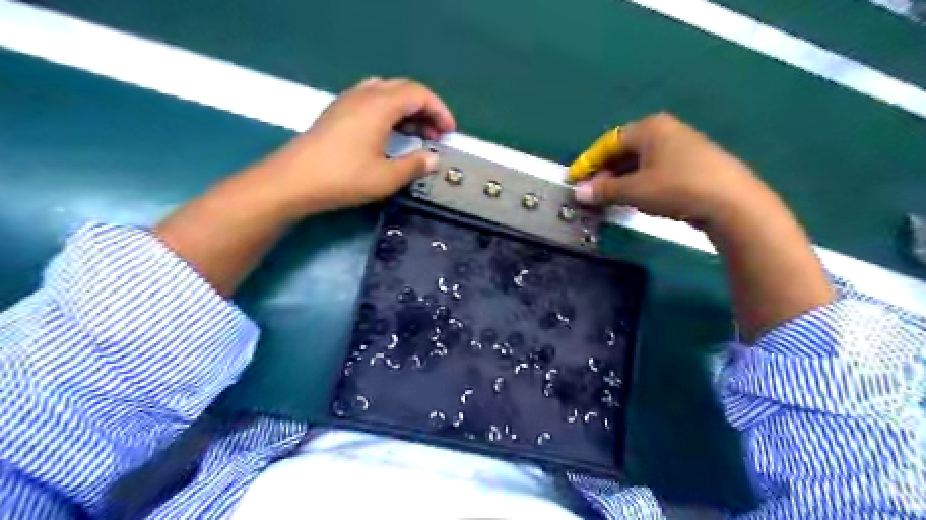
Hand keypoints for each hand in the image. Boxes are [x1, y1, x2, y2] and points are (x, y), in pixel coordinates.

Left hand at [252, 75, 455, 214]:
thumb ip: (415, 165)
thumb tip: (433, 159)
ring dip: (407, 111)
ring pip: (386, 94)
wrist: (293, 181)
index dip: (439, 111)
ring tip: (417, 136)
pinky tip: (390, 135)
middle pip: (403, 89)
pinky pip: (371, 102)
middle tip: (436, 135)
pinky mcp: (337, 113)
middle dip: (425, 110)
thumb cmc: (344, 178)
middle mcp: (364, 95)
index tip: (450, 133)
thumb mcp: (386, 177)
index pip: (419, 94)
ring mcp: (347, 101)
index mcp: (380, 105)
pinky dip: (389, 113)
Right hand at [576, 111, 835, 338]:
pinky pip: (656, 169)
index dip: (588, 162)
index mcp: (649, 128)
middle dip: (605, 172)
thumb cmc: (676, 188)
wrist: (731, 202)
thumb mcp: (634, 191)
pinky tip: (637, 198)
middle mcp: (665, 130)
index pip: (608, 143)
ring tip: (610, 198)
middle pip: (625, 150)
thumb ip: (604, 190)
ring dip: (622, 179)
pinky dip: (640, 182)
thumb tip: (579, 193)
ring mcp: (682, 146)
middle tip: (592, 192)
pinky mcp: (694, 163)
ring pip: (641, 162)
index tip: (573, 179)